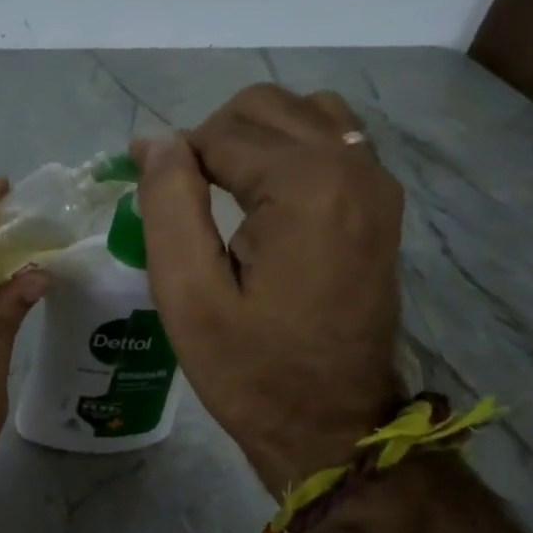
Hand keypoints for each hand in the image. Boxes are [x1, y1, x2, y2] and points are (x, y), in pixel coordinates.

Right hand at [133, 83, 405, 495]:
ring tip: (224, 193)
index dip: (174, 159)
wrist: (333, 425)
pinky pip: (335, 142)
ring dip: (255, 138)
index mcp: (306, 186)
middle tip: (183, 200)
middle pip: (266, 107)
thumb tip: (154, 139)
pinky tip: (268, 200)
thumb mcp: (188, 295)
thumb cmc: (251, 370)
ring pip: (305, 114)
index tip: (148, 198)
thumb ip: (168, 204)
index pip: (221, 133)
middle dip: (213, 139)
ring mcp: (378, 184)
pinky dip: (292, 151)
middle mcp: (353, 166)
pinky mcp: (383, 205)